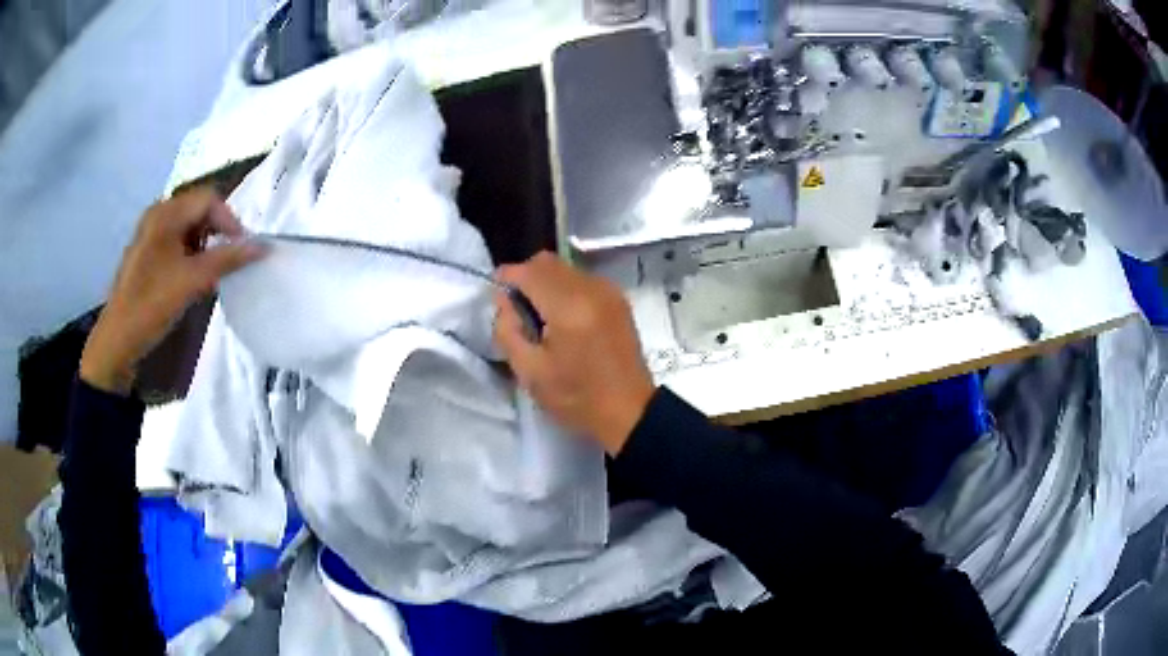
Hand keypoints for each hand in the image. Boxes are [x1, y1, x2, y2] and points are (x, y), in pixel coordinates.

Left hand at [80, 188, 266, 394]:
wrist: (118, 340)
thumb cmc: (152, 304)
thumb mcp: (192, 281)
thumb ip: (227, 260)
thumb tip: (263, 246)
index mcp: (166, 213)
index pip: (209, 199)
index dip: (230, 221)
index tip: (243, 250)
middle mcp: (157, 214)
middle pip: (198, 209)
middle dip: (218, 232)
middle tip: (229, 260)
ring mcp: (150, 233)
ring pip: (188, 226)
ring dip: (205, 244)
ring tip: (211, 271)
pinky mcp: (147, 252)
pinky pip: (176, 240)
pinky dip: (191, 253)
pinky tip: (192, 276)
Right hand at [494, 252, 654, 454]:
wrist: (630, 411)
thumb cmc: (576, 397)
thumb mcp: (529, 372)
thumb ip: (507, 329)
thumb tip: (503, 299)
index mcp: (568, 307)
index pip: (529, 272)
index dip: (506, 276)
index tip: (494, 292)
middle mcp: (591, 289)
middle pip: (547, 262)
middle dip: (525, 277)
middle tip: (516, 308)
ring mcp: (608, 292)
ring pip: (565, 268)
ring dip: (545, 282)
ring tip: (540, 316)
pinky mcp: (618, 300)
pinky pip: (582, 279)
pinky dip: (565, 288)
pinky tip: (563, 318)